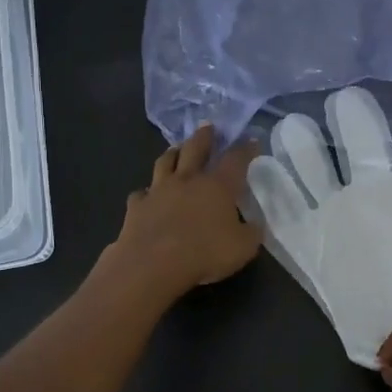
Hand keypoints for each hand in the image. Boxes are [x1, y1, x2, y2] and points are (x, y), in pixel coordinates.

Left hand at [109, 126, 262, 297]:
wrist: (152, 265)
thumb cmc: (204, 253)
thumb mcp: (243, 248)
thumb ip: (251, 232)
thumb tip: (254, 224)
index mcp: (218, 186)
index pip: (236, 159)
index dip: (246, 149)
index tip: (252, 141)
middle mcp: (187, 180)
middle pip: (196, 149)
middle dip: (205, 137)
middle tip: (208, 127)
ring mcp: (158, 190)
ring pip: (165, 162)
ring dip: (173, 153)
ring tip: (176, 149)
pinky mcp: (137, 206)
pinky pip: (142, 193)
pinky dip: (147, 192)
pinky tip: (147, 195)